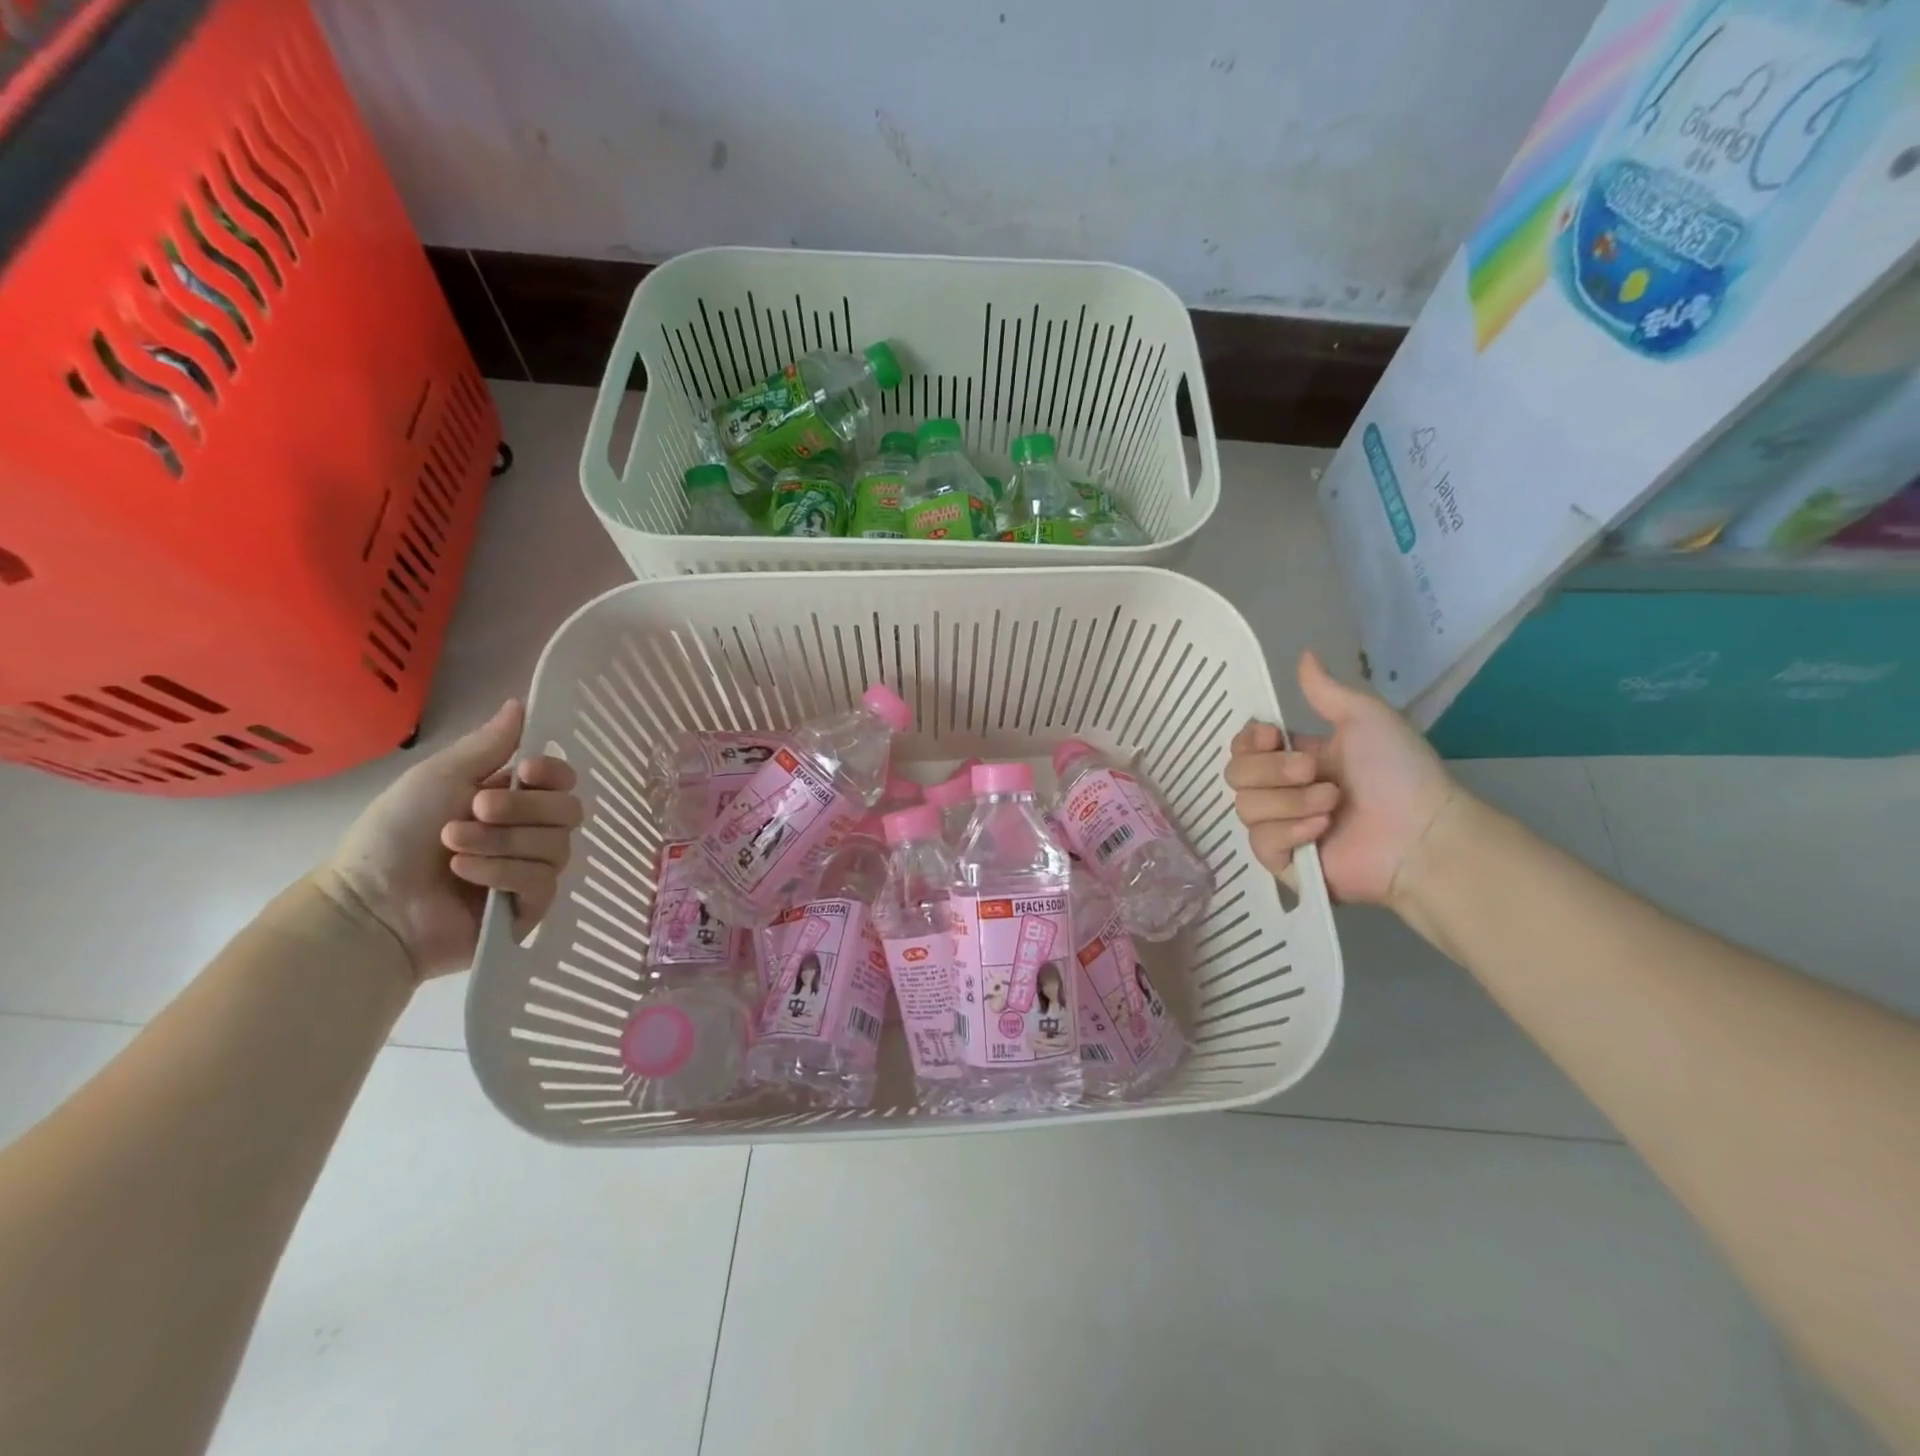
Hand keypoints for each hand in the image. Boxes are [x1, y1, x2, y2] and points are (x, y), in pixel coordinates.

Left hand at [316, 700, 581, 979]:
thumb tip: (521, 702)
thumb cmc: (396, 834)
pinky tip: (467, 874)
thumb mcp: (441, 777)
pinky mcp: (530, 908)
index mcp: (514, 800)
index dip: (554, 774)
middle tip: (475, 810)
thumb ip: (489, 744)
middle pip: (568, 812)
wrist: (370, 903)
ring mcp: (533, 871)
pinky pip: (542, 882)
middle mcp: (531, 833)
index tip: (526, 770)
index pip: (564, 782)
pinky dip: (503, 873)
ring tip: (454, 848)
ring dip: (503, 842)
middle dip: (521, 809)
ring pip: (556, 847)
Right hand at [1227, 650, 1455, 906]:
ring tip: (1333, 806)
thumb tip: (1304, 654)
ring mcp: (1279, 828)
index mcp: (1293, 759)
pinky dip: (1290, 832)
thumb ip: (1326, 690)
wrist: (1420, 833)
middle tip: (1316, 773)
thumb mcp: (1364, 719)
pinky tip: (1321, 832)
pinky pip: (1260, 841)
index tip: (1273, 737)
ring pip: (1246, 807)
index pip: (1242, 747)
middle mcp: (1280, 792)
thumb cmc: (1398, 773)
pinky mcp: (1281, 863)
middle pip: (1236, 774)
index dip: (1249, 741)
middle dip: (1274, 771)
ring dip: (1291, 802)